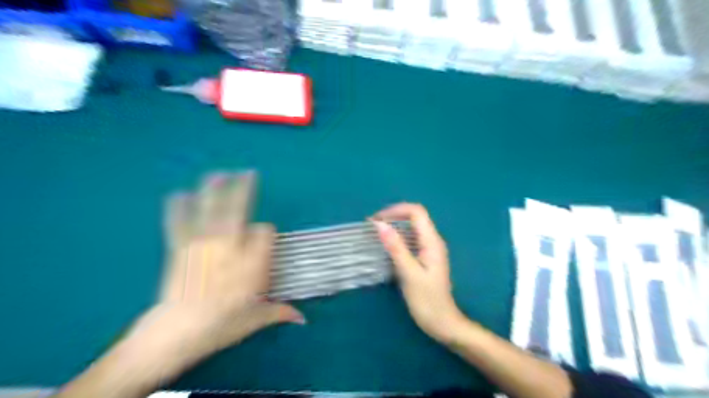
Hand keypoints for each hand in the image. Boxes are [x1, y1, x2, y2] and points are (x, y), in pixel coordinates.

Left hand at [128, 171, 303, 378]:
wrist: (178, 333)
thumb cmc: (223, 325)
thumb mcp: (256, 319)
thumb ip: (280, 312)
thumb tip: (303, 319)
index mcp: (253, 261)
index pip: (266, 232)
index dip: (266, 232)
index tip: (265, 238)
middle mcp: (231, 247)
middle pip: (239, 210)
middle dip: (244, 190)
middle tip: (247, 172)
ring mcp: (204, 245)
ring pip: (212, 211)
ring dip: (215, 191)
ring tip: (219, 173)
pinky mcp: (181, 250)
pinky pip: (180, 224)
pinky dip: (178, 209)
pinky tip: (178, 194)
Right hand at [372, 203, 465, 342]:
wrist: (442, 323)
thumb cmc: (427, 300)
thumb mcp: (409, 273)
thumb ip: (396, 247)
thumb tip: (380, 224)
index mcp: (432, 242)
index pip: (416, 212)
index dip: (395, 210)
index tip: (376, 220)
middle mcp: (433, 241)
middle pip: (414, 217)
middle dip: (393, 215)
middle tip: (372, 225)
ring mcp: (430, 249)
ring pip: (412, 227)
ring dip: (394, 225)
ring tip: (375, 233)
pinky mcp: (425, 258)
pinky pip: (411, 239)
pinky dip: (397, 237)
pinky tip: (386, 246)